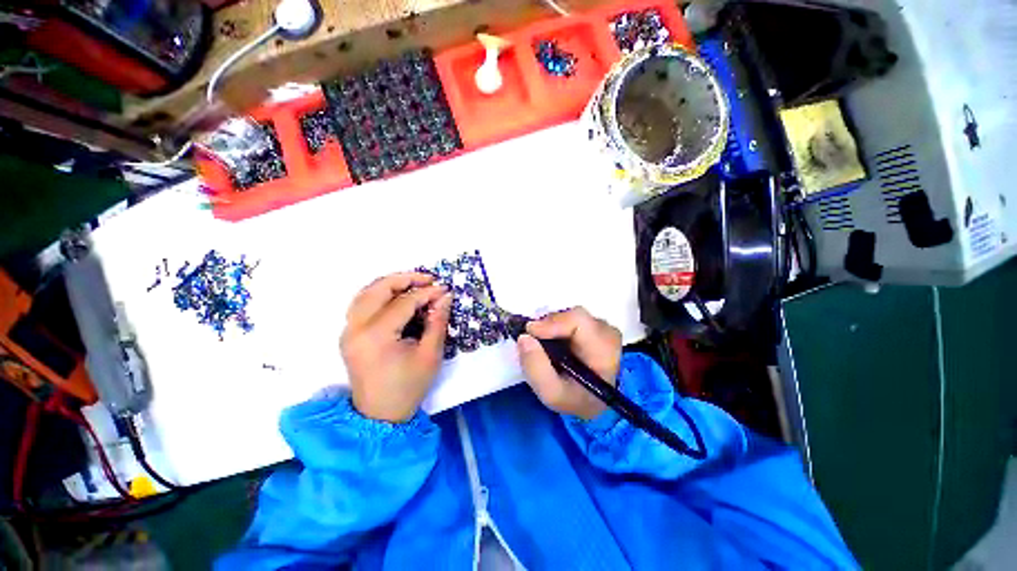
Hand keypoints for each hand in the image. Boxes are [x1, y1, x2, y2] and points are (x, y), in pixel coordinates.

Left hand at [341, 272, 451, 421]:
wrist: (381, 415)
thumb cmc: (409, 386)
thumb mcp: (430, 355)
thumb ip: (437, 322)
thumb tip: (445, 296)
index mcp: (376, 336)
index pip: (404, 302)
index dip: (427, 293)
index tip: (444, 289)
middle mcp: (356, 328)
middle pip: (378, 289)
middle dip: (405, 279)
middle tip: (428, 279)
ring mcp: (348, 331)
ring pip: (366, 293)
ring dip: (390, 284)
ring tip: (414, 283)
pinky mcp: (349, 334)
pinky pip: (361, 304)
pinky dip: (379, 294)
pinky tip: (396, 296)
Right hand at [517, 307, 622, 419]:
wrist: (590, 400)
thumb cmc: (573, 399)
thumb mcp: (551, 393)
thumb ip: (535, 368)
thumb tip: (524, 337)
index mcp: (604, 353)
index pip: (579, 322)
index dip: (552, 322)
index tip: (530, 331)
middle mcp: (609, 335)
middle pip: (575, 316)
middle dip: (550, 325)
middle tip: (534, 339)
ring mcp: (605, 328)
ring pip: (572, 314)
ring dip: (553, 326)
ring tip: (545, 344)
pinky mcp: (598, 325)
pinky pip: (573, 317)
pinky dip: (558, 325)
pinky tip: (554, 341)